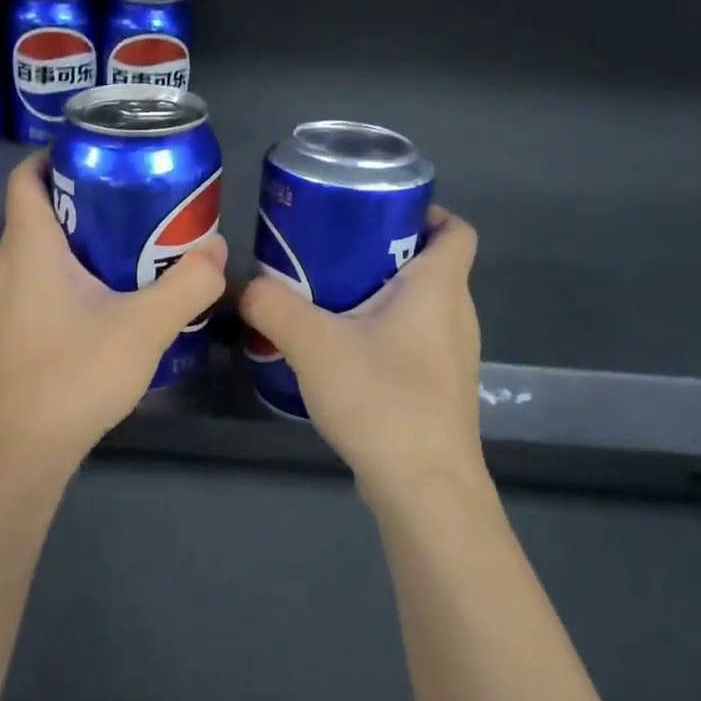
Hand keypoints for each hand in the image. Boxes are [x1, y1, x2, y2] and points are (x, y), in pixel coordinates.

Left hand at [0, 153, 227, 465]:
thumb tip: (218, 250)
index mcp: (30, 246)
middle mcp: (11, 264)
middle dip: (89, 194)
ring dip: (87, 236)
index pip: (28, 176)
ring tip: (140, 238)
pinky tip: (120, 292)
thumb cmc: (74, 374)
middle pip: (42, 207)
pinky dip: (79, 269)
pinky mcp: (19, 327)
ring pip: (46, 246)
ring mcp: (11, 299)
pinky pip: (46, 278)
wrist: (23, 448)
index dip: (59, 154)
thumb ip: (188, 285)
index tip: (107, 153)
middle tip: (141, 195)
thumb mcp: (145, 326)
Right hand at [239, 207, 482, 506]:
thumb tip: (244, 286)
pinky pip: (412, 342)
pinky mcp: (437, 389)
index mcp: (439, 289)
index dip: (427, 211)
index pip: (457, 230)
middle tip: (331, 252)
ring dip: (379, 295)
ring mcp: (451, 357)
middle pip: (431, 265)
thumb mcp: (313, 345)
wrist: (424, 489)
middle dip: (383, 251)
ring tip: (326, 299)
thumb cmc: (382, 401)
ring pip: (419, 307)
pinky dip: (381, 333)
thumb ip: (272, 306)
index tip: (375, 214)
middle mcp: (456, 316)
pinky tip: (340, 353)